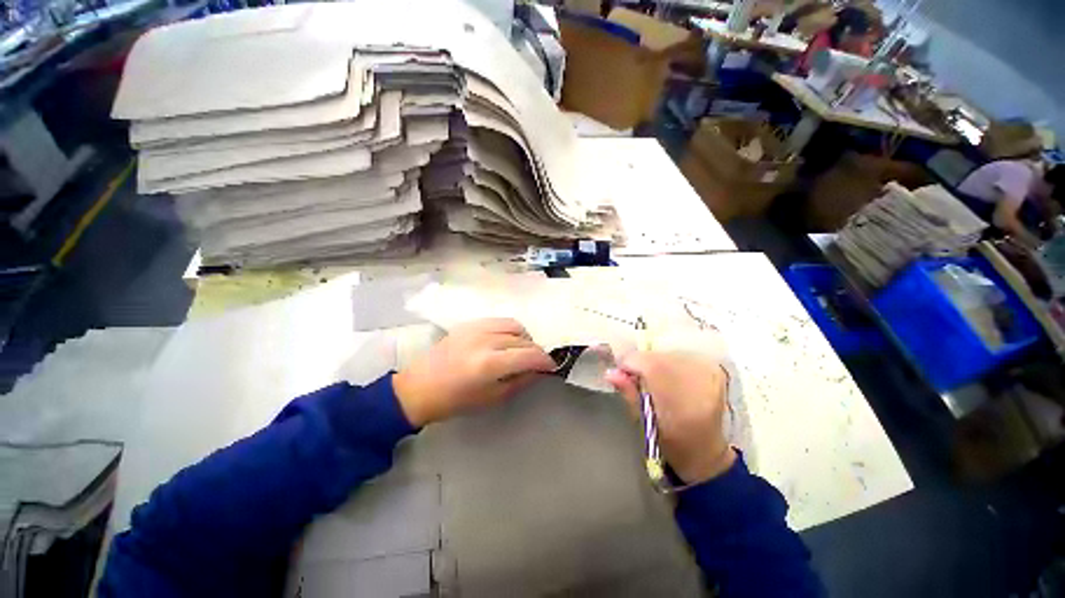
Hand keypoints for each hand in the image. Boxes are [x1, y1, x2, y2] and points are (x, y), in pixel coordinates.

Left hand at [393, 318, 555, 425]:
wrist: (419, 388)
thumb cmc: (455, 401)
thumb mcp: (492, 398)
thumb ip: (520, 381)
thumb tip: (539, 370)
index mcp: (490, 364)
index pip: (529, 355)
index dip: (545, 361)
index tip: (552, 366)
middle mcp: (486, 340)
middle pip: (523, 339)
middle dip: (535, 351)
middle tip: (536, 362)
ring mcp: (476, 328)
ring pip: (514, 325)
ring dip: (524, 338)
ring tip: (521, 350)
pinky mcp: (469, 323)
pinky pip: (499, 321)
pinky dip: (509, 330)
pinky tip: (505, 341)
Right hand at [605, 351, 735, 484]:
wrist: (706, 451)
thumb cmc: (671, 443)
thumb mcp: (644, 423)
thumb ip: (629, 394)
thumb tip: (610, 372)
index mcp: (682, 407)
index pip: (652, 366)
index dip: (631, 363)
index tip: (621, 371)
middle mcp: (700, 386)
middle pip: (660, 357)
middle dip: (641, 362)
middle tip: (635, 375)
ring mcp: (711, 376)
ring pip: (669, 354)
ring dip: (655, 361)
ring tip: (652, 377)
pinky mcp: (715, 371)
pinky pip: (682, 355)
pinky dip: (669, 361)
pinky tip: (668, 374)